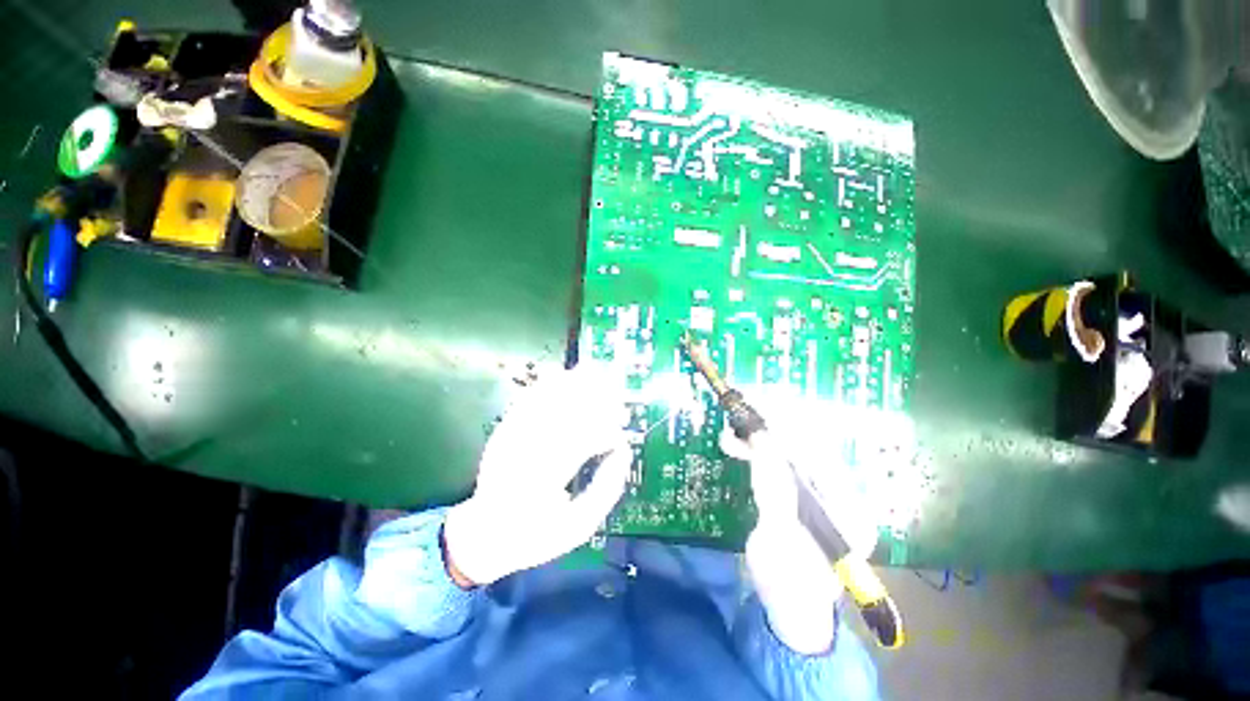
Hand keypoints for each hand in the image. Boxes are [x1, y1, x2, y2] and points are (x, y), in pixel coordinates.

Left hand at [443, 367, 630, 585]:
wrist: (482, 534)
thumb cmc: (535, 536)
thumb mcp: (578, 528)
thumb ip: (606, 490)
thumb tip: (623, 450)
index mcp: (542, 482)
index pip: (580, 443)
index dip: (606, 433)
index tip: (621, 437)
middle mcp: (523, 453)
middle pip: (564, 413)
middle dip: (595, 402)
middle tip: (618, 401)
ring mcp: (510, 438)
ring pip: (545, 400)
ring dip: (573, 386)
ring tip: (599, 379)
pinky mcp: (504, 430)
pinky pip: (527, 399)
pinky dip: (548, 384)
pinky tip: (565, 377)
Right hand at [721, 396, 879, 654]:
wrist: (791, 609)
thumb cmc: (788, 585)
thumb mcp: (777, 539)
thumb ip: (773, 488)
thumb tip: (763, 441)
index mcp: (848, 509)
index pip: (820, 457)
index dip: (787, 432)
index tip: (757, 413)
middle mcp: (840, 494)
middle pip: (807, 448)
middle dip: (771, 429)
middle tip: (740, 416)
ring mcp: (820, 492)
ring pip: (790, 450)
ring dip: (759, 438)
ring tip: (731, 434)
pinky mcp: (800, 492)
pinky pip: (778, 461)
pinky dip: (756, 450)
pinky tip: (736, 444)